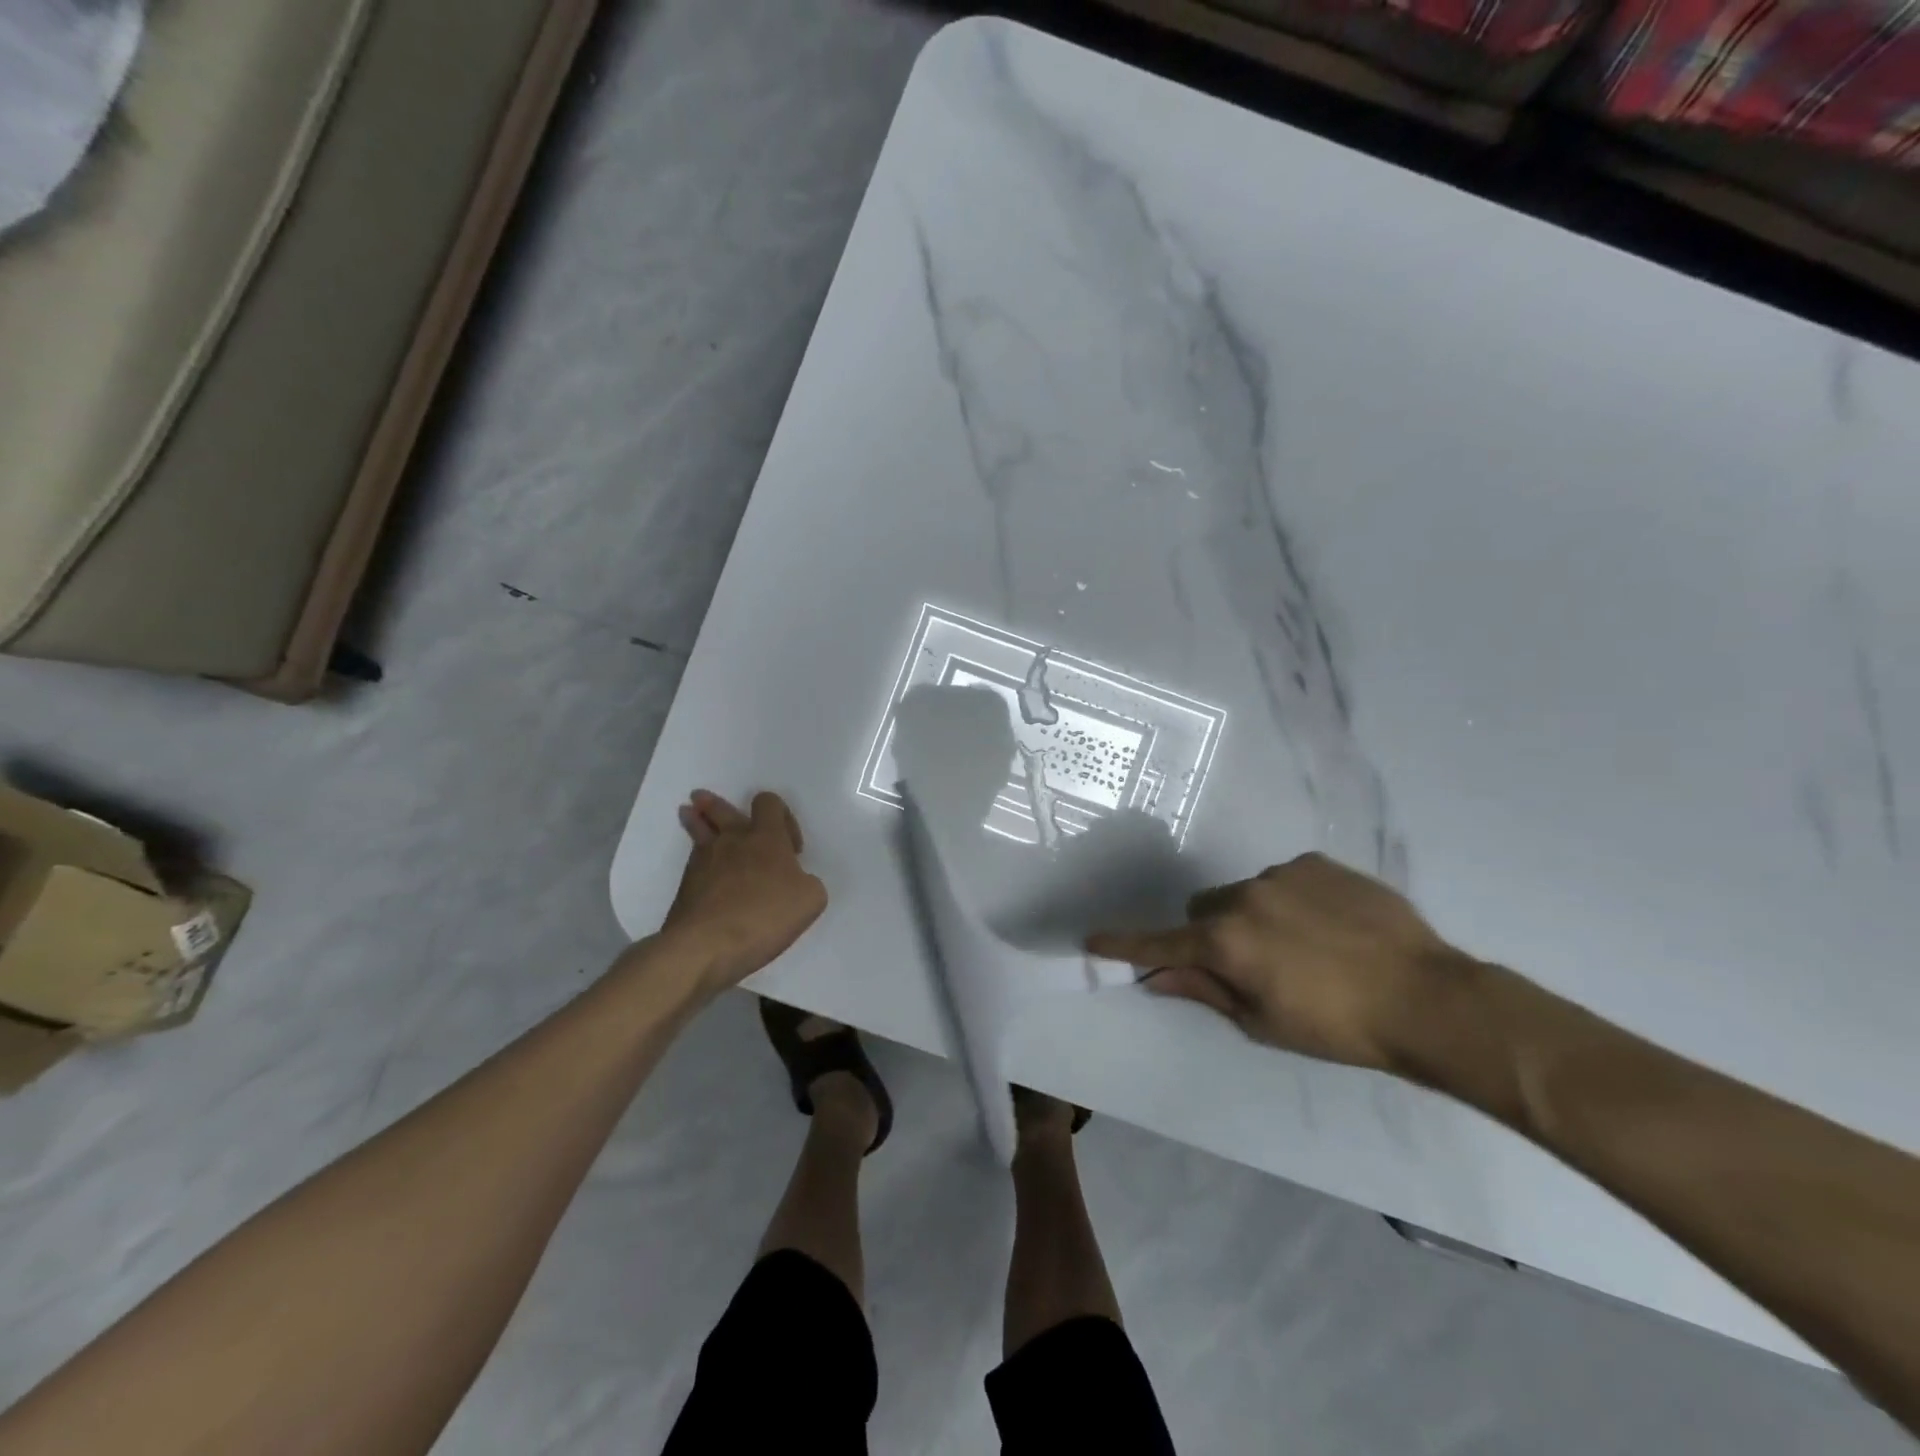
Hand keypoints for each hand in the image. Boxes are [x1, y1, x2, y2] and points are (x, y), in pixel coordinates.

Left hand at [662, 790, 826, 991]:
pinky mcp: (685, 887)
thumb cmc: (764, 916)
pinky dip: (698, 858)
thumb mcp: (811, 901)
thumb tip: (796, 882)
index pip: (768, 803)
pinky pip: (694, 861)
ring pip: (699, 831)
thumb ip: (808, 883)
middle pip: (721, 810)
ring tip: (689, 813)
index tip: (791, 848)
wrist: (705, 946)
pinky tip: (701, 868)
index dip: (782, 815)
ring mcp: (703, 862)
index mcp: (766, 838)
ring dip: (696, 821)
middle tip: (704, 799)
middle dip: (715, 804)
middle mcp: (732, 841)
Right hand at [1086, 852, 1469, 1070]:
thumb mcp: (1264, 1023)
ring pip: (1244, 893)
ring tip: (1304, 946)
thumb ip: (1206, 992)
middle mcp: (1244, 897)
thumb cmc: (1339, 1027)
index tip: (1091, 939)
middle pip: (1202, 908)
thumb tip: (1156, 979)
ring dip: (1254, 916)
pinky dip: (1291, 901)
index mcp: (1226, 942)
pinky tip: (1330, 926)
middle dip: (1210, 932)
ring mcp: (1281, 874)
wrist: (1428, 998)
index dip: (1124, 944)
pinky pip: (1284, 879)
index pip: (1161, 944)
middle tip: (1248, 963)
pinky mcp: (1317, 863)